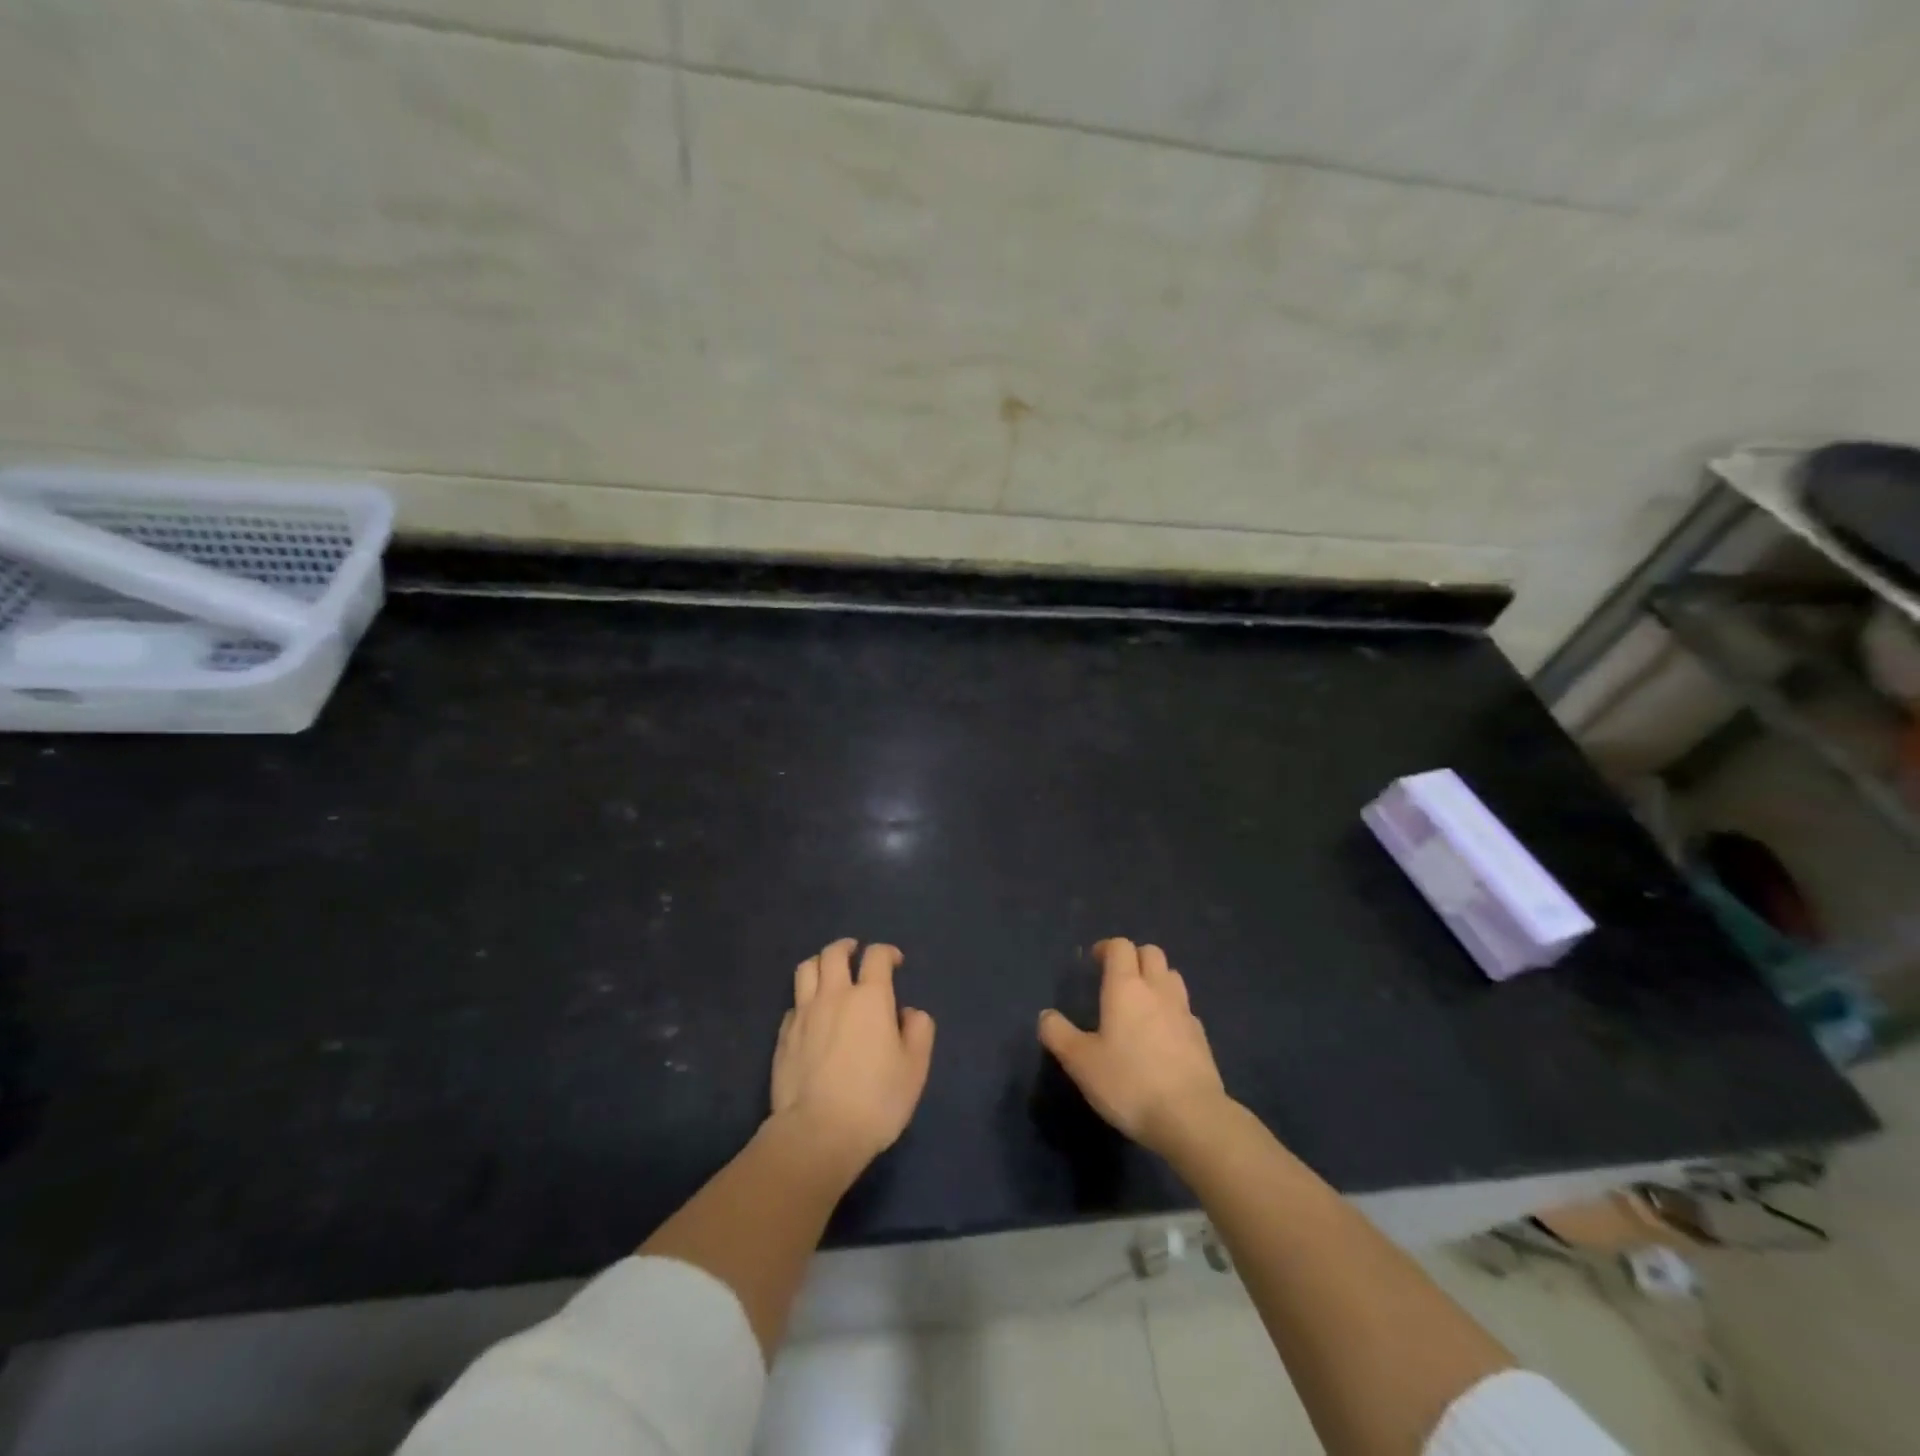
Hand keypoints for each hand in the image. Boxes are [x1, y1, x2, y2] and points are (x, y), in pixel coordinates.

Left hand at [770, 939, 935, 1172]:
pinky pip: (794, 1002)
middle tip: (856, 953)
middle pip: (834, 953)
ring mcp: (804, 1013)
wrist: (818, 1133)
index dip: (887, 952)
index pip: (876, 956)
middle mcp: (834, 995)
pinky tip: (811, 1013)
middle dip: (847, 947)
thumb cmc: (875, 1100)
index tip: (895, 962)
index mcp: (870, 998)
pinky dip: (805, 999)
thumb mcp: (914, 1069)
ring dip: (820, 963)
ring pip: (807, 969)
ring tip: (828, 972)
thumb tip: (908, 1013)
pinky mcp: (783, 1035)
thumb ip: (918, 1031)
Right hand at [1038, 938, 1229, 1157]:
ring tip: (1140, 1003)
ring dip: (1156, 979)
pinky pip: (1184, 1009)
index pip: (1120, 946)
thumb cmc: (1129, 1083)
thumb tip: (1046, 1016)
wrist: (1191, 1118)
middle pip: (1151, 953)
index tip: (1094, 962)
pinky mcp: (1201, 1037)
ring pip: (1171, 976)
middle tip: (1117, 979)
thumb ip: (1059, 1035)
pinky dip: (1171, 1010)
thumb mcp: (1081, 1063)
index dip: (1106, 948)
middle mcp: (1157, 990)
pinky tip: (1162, 1035)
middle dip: (1133, 958)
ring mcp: (1184, 1012)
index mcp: (1126, 987)